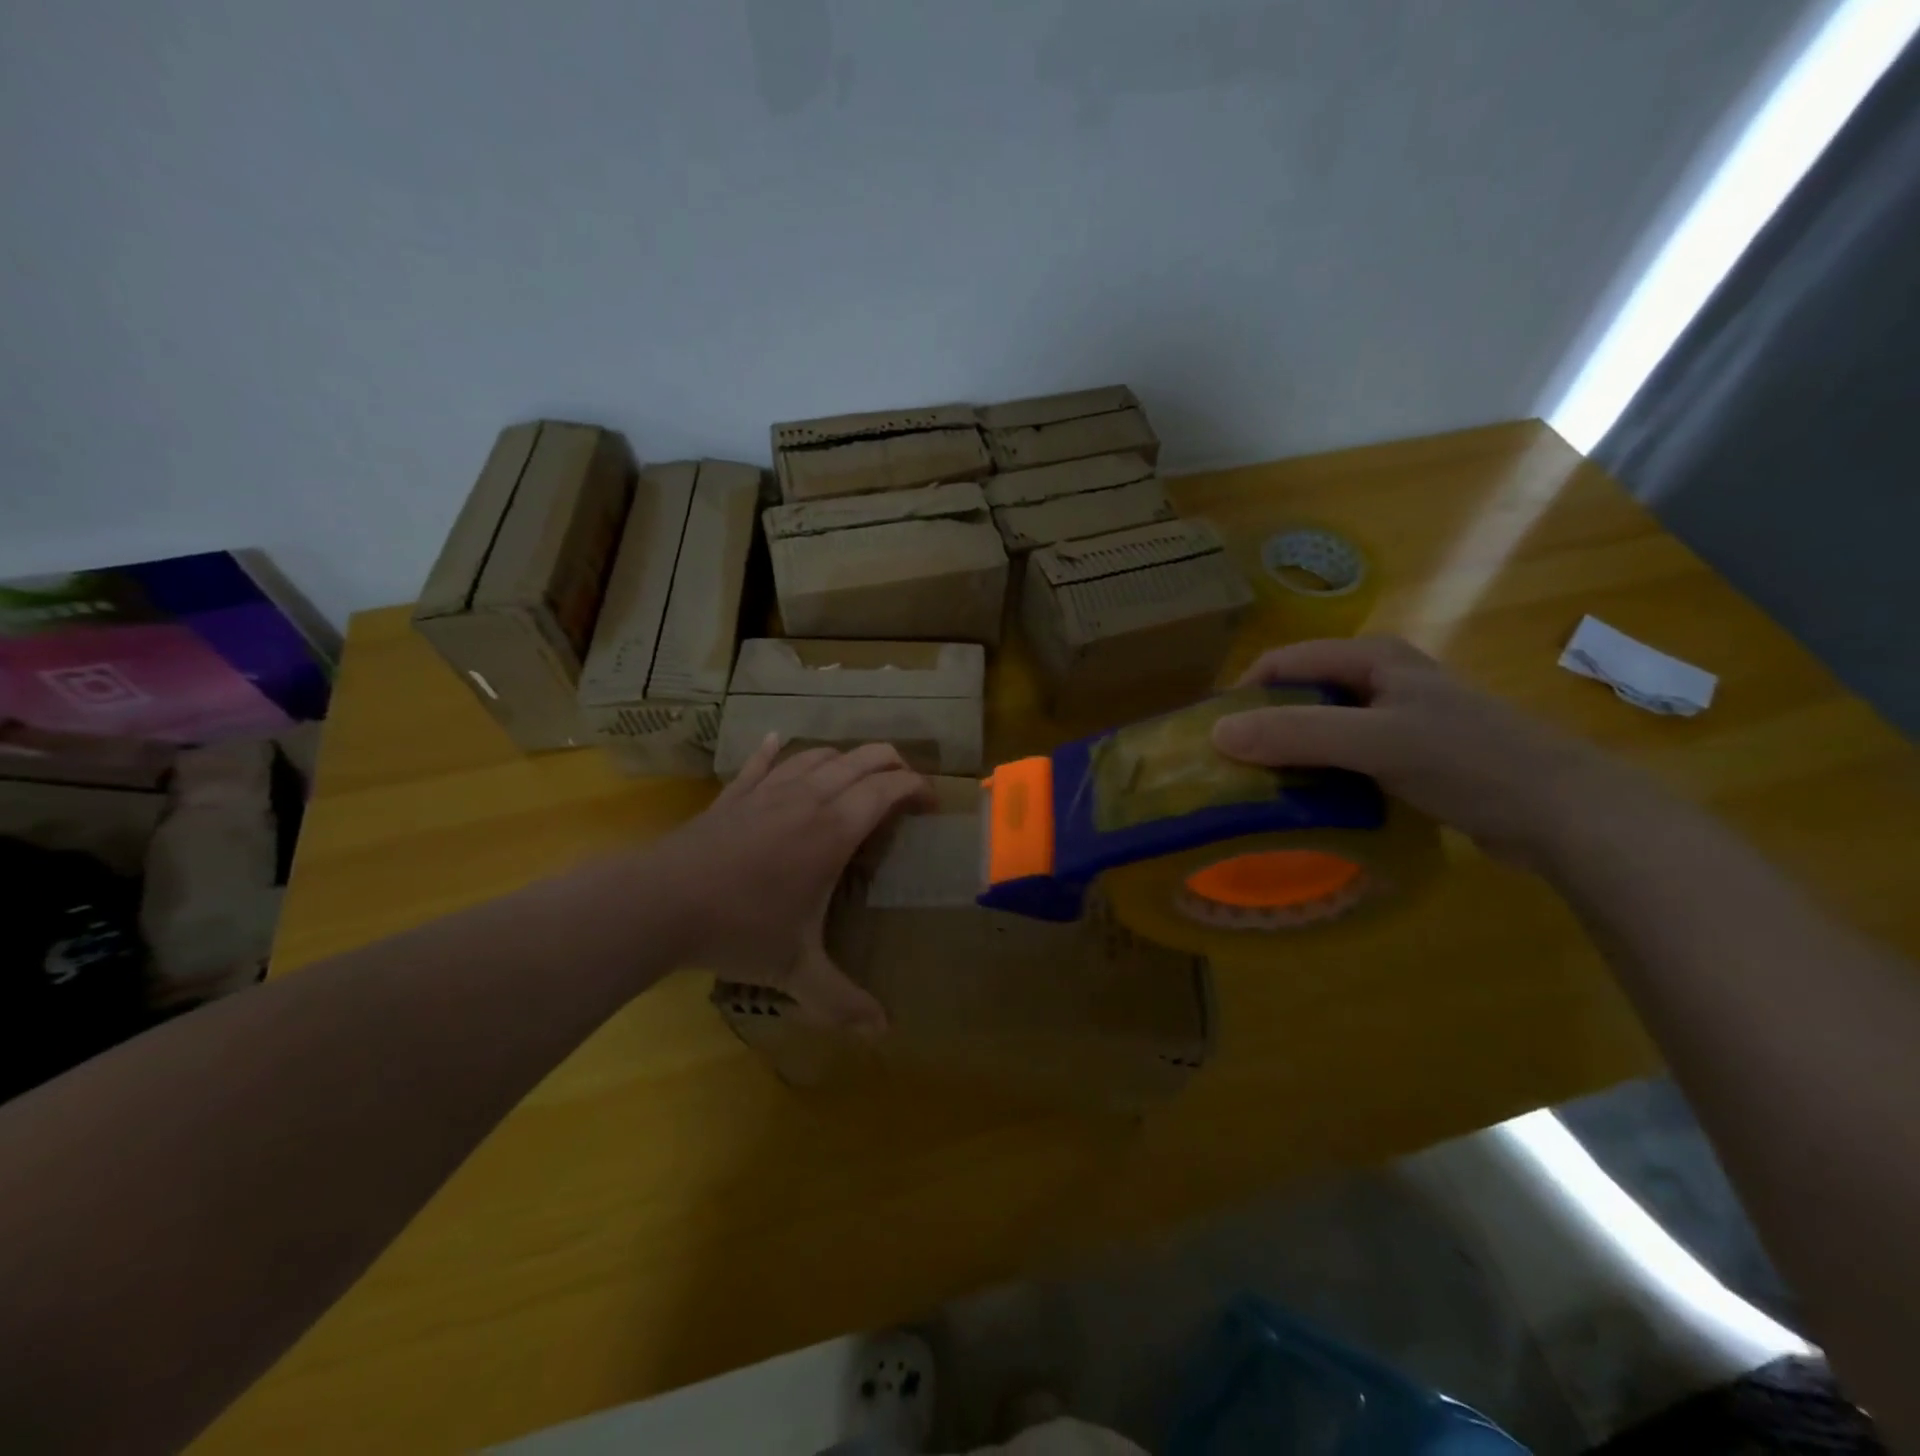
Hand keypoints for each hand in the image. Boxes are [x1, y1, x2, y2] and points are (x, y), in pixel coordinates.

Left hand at [647, 737, 928, 1029]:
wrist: (658, 903)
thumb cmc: (738, 929)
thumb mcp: (795, 970)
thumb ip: (841, 1000)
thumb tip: (883, 1032)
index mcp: (833, 830)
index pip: (887, 789)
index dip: (917, 788)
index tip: (931, 805)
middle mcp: (807, 798)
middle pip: (861, 759)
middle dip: (892, 764)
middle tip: (905, 787)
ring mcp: (767, 791)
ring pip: (817, 755)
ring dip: (845, 759)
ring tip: (856, 778)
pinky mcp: (733, 795)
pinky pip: (761, 762)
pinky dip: (776, 750)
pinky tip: (778, 740)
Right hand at [1212, 636, 1634, 867]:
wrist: (1564, 814)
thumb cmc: (1468, 760)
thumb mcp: (1374, 741)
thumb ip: (1296, 734)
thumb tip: (1215, 735)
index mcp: (1373, 657)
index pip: (1283, 662)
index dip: (1243, 694)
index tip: (1212, 737)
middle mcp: (1381, 678)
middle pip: (1300, 694)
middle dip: (1262, 726)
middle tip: (1231, 768)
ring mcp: (1397, 718)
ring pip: (1321, 727)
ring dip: (1289, 754)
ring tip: (1259, 789)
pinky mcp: (1410, 755)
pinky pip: (1345, 756)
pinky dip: (1320, 773)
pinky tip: (1309, 801)